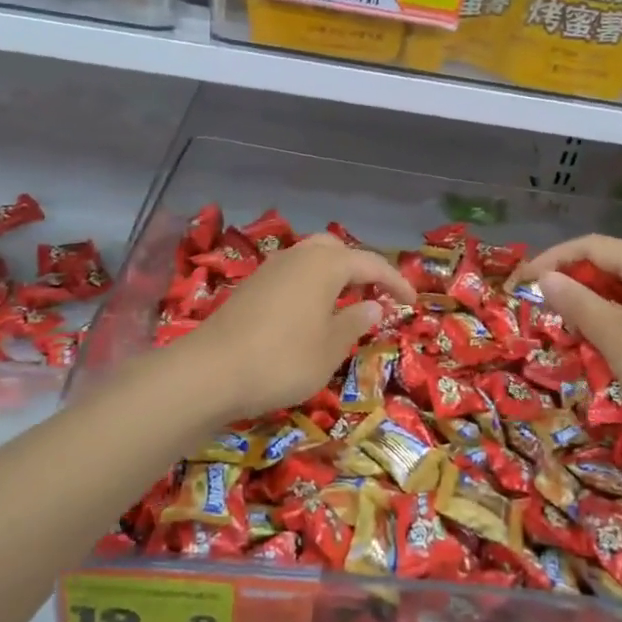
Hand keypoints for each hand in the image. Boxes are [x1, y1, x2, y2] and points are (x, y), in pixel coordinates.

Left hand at [172, 232, 414, 417]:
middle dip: (360, 268)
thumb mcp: (330, 349)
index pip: (371, 264)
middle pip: (337, 250)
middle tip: (375, 294)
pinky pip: (292, 274)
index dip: (396, 282)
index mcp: (326, 264)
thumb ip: (355, 323)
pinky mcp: (251, 286)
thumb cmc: (282, 360)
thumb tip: (373, 306)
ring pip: (311, 259)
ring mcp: (271, 269)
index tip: (412, 302)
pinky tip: (310, 314)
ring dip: (333, 276)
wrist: (210, 372)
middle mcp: (299, 256)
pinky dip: (310, 285)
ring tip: (345, 304)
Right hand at [513, 234, 621, 445]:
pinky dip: (607, 322)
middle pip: (604, 264)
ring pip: (617, 290)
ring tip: (561, 327)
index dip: (551, 259)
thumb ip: (576, 302)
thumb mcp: (612, 334)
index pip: (588, 246)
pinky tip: (595, 345)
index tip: (521, 282)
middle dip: (568, 281)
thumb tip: (545, 278)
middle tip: (538, 307)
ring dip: (586, 304)